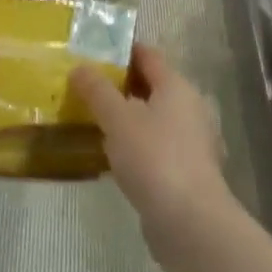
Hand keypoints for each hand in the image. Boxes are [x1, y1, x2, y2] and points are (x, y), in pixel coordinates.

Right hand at [68, 45, 233, 271]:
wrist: (190, 221)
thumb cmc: (154, 158)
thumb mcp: (118, 119)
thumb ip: (97, 91)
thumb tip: (79, 67)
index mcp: (177, 87)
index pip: (149, 55)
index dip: (122, 50)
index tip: (93, 52)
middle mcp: (190, 108)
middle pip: (152, 87)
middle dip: (120, 86)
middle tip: (85, 88)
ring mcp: (192, 141)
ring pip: (154, 119)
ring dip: (127, 118)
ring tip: (92, 121)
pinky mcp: (187, 171)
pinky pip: (157, 146)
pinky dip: (136, 145)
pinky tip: (113, 156)